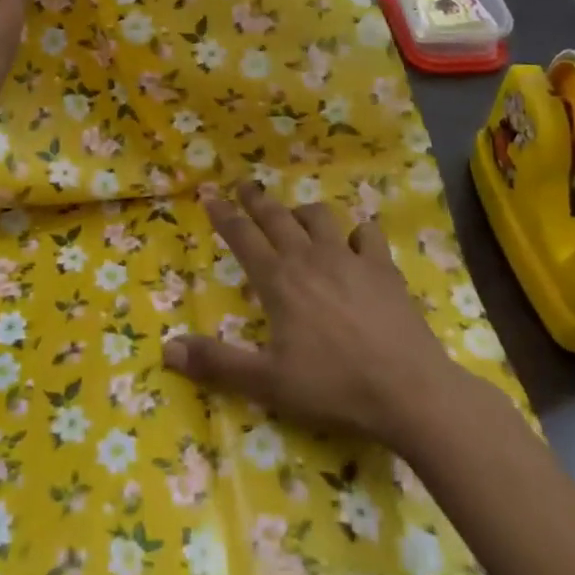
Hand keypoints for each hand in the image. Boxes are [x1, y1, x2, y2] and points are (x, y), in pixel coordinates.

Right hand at [163, 183, 490, 449]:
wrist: (408, 390)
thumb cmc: (333, 386)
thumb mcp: (268, 382)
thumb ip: (218, 363)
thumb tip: (167, 349)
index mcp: (279, 280)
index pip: (242, 236)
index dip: (223, 214)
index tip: (208, 194)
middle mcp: (309, 257)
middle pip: (276, 216)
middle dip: (256, 198)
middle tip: (243, 184)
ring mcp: (348, 257)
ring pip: (319, 217)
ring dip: (302, 212)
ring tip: (295, 215)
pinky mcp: (382, 267)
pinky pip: (366, 234)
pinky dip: (356, 233)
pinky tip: (354, 243)